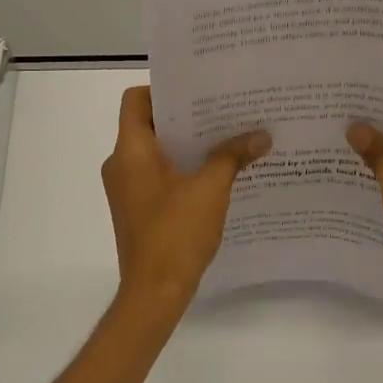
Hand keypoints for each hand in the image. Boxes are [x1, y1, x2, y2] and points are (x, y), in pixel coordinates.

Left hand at [103, 86, 270, 314]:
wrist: (154, 292)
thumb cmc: (176, 233)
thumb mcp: (211, 189)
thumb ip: (233, 156)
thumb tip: (261, 135)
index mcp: (130, 151)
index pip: (136, 100)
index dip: (164, 89)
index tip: (199, 90)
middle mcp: (121, 164)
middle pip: (149, 124)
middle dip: (186, 117)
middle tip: (224, 110)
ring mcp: (126, 188)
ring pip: (155, 152)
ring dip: (187, 144)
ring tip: (226, 138)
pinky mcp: (137, 208)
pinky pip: (157, 174)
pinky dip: (182, 168)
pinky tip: (215, 173)